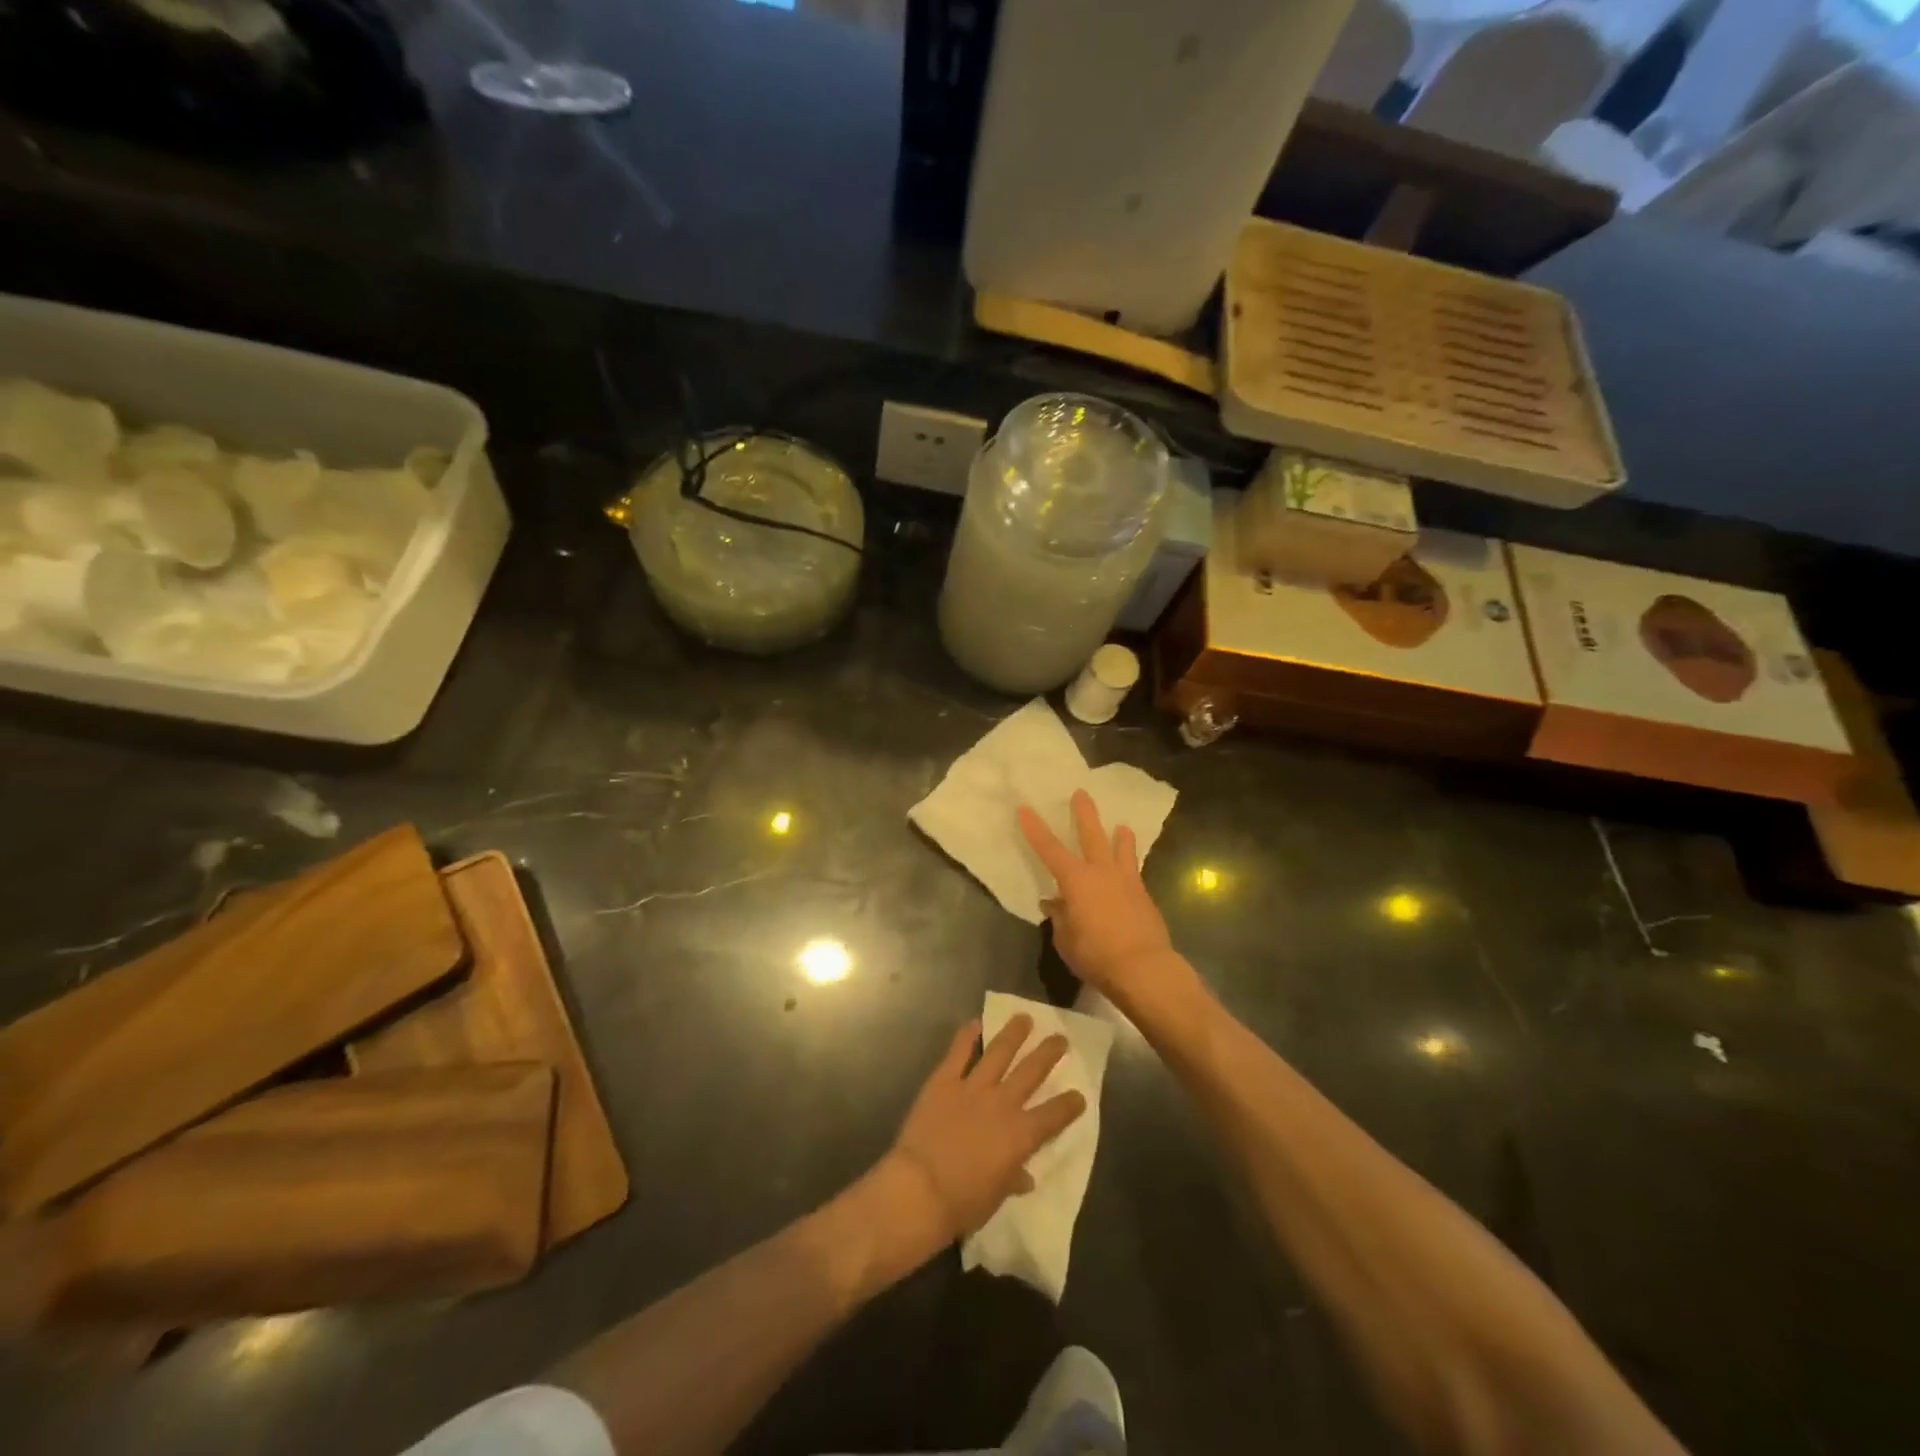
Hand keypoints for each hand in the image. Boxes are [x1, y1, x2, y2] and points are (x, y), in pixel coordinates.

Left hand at [885, 1016, 1085, 1242]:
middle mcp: (1002, 1103)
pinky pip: (958, 1053)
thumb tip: (1025, 1177)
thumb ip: (1012, 1179)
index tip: (1079, 1095)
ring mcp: (973, 1087)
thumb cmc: (962, 1202)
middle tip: (1060, 1038)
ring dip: (1014, 1033)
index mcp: (1020, 1135)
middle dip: (1048, 1053)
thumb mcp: (996, 1197)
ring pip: (999, 1052)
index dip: (1069, 1105)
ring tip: (1024, 1017)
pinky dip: (966, 1036)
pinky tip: (975, 1022)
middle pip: (1031, 1072)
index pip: (1053, 1115)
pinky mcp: (944, 1081)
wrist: (919, 1188)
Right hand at [1019, 789, 1185, 1009]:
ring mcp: (1126, 881)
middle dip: (1084, 813)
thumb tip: (1055, 904)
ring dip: (1120, 837)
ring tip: (1122, 827)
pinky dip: (1131, 867)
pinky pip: (1135, 872)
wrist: (1143, 967)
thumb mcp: (1066, 940)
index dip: (1035, 829)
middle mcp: (1101, 872)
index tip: (1025, 808)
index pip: (1049, 849)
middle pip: (1091, 835)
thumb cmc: (1096, 954)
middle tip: (1081, 792)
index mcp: (1076, 880)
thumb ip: (1060, 917)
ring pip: (1122, 850)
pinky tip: (1131, 872)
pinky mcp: (1144, 896)